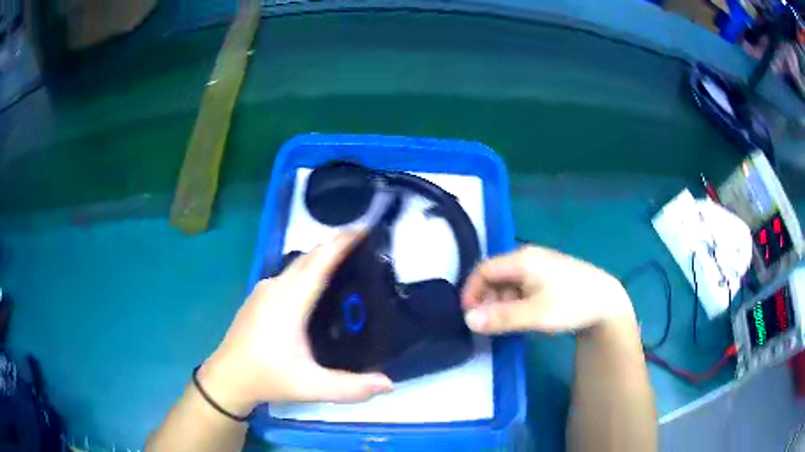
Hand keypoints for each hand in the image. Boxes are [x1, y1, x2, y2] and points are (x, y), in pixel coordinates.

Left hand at [197, 232, 392, 416]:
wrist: (227, 378)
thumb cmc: (267, 378)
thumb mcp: (311, 386)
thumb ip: (351, 387)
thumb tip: (389, 384)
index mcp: (289, 301)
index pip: (320, 262)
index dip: (342, 243)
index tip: (365, 228)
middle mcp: (275, 287)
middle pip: (310, 257)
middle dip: (336, 245)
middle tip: (366, 245)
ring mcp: (264, 290)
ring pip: (298, 265)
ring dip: (322, 258)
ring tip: (348, 263)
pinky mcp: (258, 296)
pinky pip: (289, 274)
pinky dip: (308, 270)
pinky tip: (318, 286)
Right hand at [461, 246, 633, 333]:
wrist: (607, 303)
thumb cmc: (571, 304)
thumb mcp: (535, 314)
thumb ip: (501, 317)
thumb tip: (468, 320)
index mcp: (522, 259)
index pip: (484, 269)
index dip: (472, 291)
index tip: (469, 316)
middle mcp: (528, 258)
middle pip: (495, 275)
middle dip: (487, 299)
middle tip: (490, 324)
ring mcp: (539, 266)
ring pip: (508, 282)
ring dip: (501, 302)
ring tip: (508, 323)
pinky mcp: (548, 277)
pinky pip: (521, 286)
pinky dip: (515, 301)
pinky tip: (523, 315)